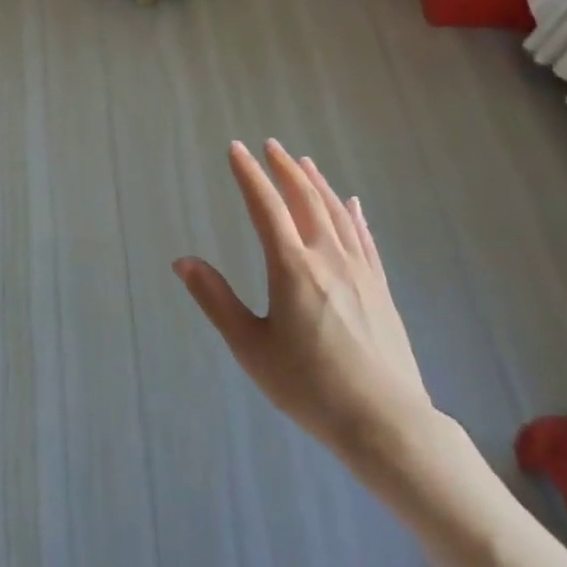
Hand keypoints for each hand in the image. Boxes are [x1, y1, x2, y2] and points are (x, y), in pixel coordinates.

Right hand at [174, 140, 440, 487]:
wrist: (384, 421)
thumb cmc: (308, 386)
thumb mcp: (250, 346)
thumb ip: (215, 299)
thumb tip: (182, 261)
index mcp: (291, 268)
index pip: (265, 207)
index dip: (249, 175)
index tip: (236, 149)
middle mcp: (328, 258)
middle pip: (305, 200)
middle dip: (284, 169)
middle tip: (270, 145)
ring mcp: (359, 271)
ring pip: (337, 213)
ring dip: (317, 184)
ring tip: (303, 162)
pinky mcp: (381, 288)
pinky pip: (365, 238)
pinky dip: (354, 214)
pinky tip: (352, 203)